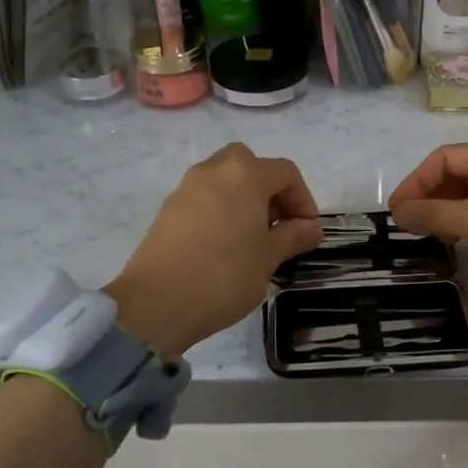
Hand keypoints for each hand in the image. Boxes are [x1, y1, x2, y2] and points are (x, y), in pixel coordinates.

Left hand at [106, 144, 324, 355]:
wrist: (157, 302)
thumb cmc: (224, 276)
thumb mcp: (268, 258)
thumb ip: (293, 236)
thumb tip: (310, 228)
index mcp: (245, 175)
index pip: (285, 173)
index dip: (303, 199)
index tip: (307, 231)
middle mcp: (214, 170)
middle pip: (250, 165)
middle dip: (269, 190)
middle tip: (277, 225)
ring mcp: (186, 187)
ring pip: (224, 179)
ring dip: (243, 198)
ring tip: (251, 238)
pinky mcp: (167, 209)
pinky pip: (204, 197)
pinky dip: (220, 209)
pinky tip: (223, 245)